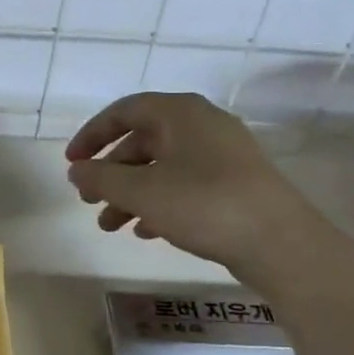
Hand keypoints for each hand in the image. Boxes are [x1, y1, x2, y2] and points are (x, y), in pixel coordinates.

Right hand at [65, 92, 307, 272]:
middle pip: (142, 141)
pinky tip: (145, 232)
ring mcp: (223, 154)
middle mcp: (202, 125)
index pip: (124, 111)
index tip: (72, 163)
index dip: (92, 135)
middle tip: (88, 201)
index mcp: (180, 113)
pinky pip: (185, 184)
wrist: (281, 243)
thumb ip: (100, 178)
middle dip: (110, 173)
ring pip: (162, 167)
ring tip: (110, 226)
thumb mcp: (141, 192)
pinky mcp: (235, 183)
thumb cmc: (204, 204)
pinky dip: (159, 203)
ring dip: (130, 193)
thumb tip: (77, 171)